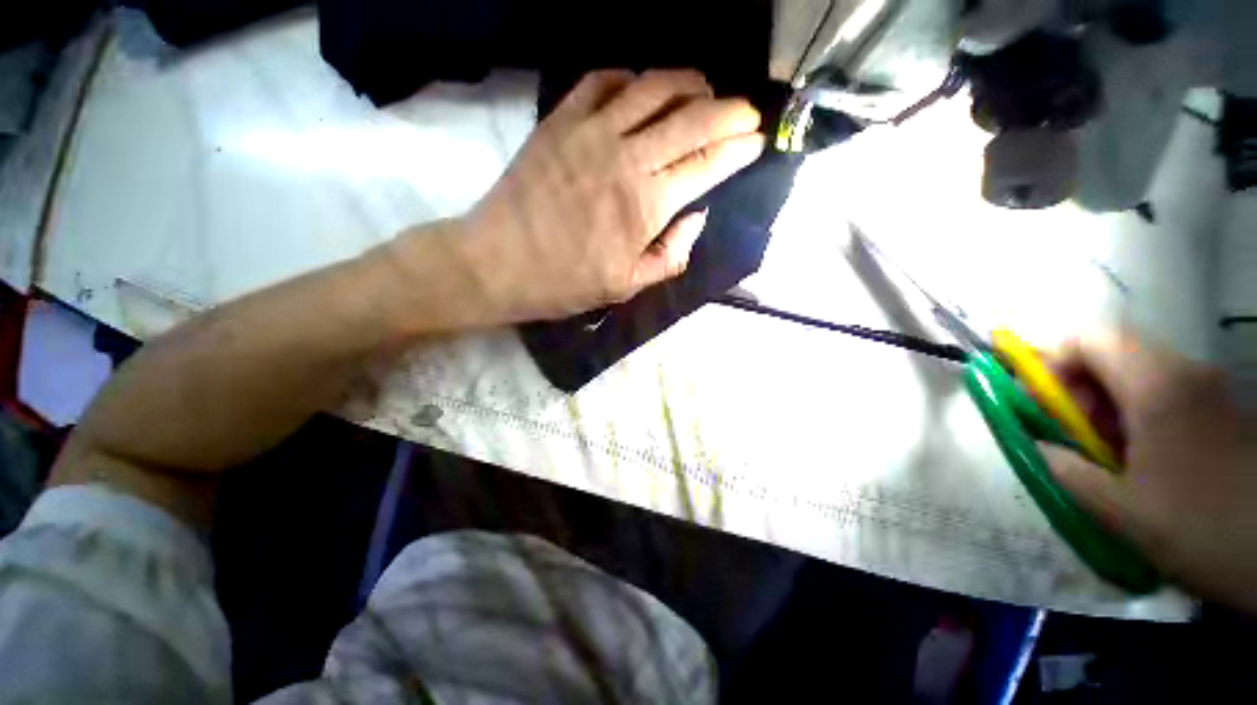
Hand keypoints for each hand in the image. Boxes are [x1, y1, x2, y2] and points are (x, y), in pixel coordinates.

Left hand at [447, 69, 764, 322]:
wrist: (500, 263)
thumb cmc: (566, 282)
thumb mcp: (627, 287)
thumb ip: (671, 255)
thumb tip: (697, 217)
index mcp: (647, 206)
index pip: (708, 164)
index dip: (739, 149)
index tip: (757, 142)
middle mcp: (628, 159)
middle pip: (693, 118)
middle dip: (731, 110)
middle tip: (746, 113)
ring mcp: (592, 132)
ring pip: (654, 87)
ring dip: (688, 82)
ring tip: (704, 90)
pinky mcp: (561, 121)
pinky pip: (603, 81)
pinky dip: (631, 78)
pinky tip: (641, 89)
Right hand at [1039, 330, 1256, 609]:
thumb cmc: (1198, 528)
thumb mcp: (1121, 511)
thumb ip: (1067, 471)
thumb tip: (1039, 448)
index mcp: (1158, 386)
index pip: (1089, 339)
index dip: (1051, 359)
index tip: (1035, 398)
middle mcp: (1184, 373)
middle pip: (1111, 353)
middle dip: (1076, 386)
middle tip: (1064, 430)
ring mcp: (1206, 390)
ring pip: (1136, 374)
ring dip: (1104, 403)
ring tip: (1100, 449)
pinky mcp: (1217, 408)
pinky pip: (1162, 392)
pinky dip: (1134, 414)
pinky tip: (1135, 455)